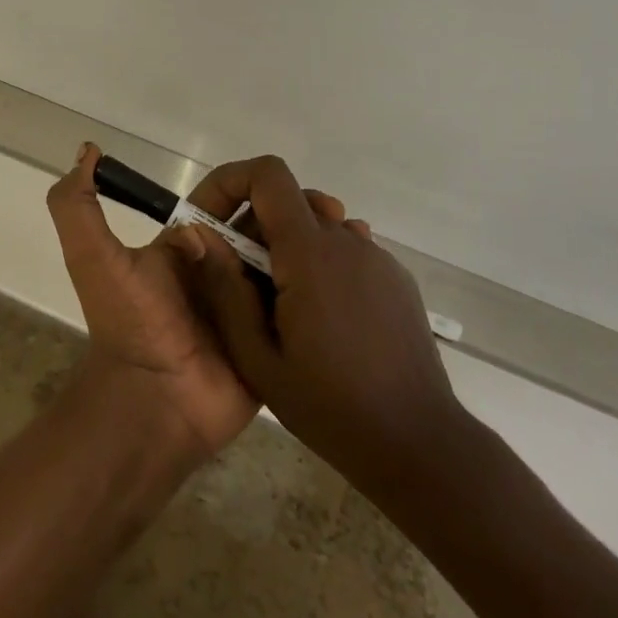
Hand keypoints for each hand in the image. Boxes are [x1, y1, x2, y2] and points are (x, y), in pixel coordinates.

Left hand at [46, 143, 358, 464]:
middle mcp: (222, 267)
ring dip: (318, 241)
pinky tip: (360, 269)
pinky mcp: (275, 337)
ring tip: (354, 233)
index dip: (255, 184)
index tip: (289, 183)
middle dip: (296, 209)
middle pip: (266, 225)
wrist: (153, 404)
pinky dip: (328, 286)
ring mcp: (251, 304)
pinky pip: (303, 304)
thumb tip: (88, 151)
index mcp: (190, 244)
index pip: (228, 199)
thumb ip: (77, 205)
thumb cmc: (131, 325)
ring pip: (289, 259)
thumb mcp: (94, 258)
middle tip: (335, 212)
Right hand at [184, 155, 460, 485]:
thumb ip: (225, 289)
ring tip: (280, 308)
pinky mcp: (395, 277)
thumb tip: (199, 235)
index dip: (233, 182)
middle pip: (289, 200)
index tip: (211, 221)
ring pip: (317, 225)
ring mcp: (377, 256)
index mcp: (310, 252)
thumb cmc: (329, 406)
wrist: (418, 442)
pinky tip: (321, 319)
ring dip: (287, 248)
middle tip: (240, 282)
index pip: (268, 175)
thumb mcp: (257, 357)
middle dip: (254, 225)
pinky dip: (319, 264)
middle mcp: (347, 240)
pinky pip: (345, 249)